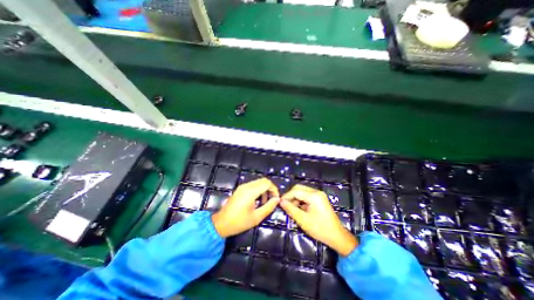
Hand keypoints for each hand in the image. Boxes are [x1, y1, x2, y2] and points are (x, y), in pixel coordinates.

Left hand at [212, 178, 280, 238]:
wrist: (221, 224)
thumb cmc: (239, 222)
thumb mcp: (256, 217)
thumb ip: (269, 207)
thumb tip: (277, 199)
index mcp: (250, 191)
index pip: (267, 183)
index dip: (274, 189)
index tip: (276, 199)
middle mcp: (247, 186)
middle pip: (263, 180)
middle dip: (270, 189)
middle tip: (272, 200)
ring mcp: (242, 186)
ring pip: (259, 182)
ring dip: (264, 189)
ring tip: (264, 202)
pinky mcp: (240, 189)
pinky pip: (253, 185)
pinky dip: (259, 190)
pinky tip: (258, 200)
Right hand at [279, 184, 357, 255]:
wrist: (337, 237)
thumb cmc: (320, 229)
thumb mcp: (303, 220)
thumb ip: (291, 209)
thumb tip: (281, 201)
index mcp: (314, 196)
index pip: (296, 191)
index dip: (286, 196)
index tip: (279, 203)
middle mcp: (316, 192)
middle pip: (299, 188)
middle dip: (291, 196)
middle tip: (285, 205)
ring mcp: (319, 195)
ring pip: (302, 191)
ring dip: (295, 198)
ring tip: (292, 209)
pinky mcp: (319, 199)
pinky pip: (307, 196)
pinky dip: (301, 200)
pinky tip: (299, 209)